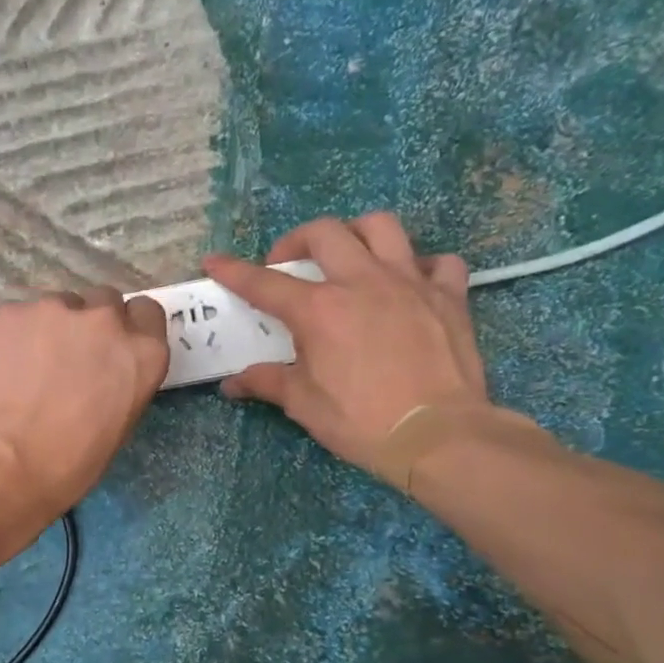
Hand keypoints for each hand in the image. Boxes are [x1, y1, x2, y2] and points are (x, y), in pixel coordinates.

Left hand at [0, 288, 169, 536]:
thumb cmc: (65, 465)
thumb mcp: (116, 428)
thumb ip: (119, 382)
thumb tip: (101, 374)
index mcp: (141, 353)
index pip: (147, 314)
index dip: (129, 329)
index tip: (111, 349)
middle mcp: (103, 321)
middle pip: (103, 303)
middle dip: (89, 326)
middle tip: (67, 360)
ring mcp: (52, 310)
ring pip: (57, 307)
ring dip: (49, 329)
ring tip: (26, 368)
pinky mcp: (8, 312)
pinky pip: (17, 317)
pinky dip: (13, 337)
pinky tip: (0, 369)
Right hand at [202, 215, 488, 479]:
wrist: (437, 435)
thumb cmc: (360, 421)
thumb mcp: (303, 404)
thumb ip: (267, 382)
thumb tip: (232, 384)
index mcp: (319, 310)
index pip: (264, 282)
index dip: (233, 270)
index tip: (214, 261)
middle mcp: (361, 282)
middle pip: (324, 233)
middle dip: (296, 240)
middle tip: (288, 264)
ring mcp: (409, 282)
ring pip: (381, 227)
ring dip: (356, 234)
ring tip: (348, 256)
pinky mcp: (448, 296)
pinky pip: (438, 261)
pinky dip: (420, 265)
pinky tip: (409, 285)